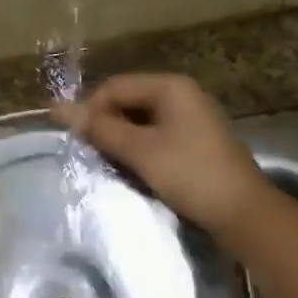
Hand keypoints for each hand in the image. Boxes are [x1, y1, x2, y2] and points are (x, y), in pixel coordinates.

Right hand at [53, 74, 269, 235]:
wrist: (241, 212)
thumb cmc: (189, 174)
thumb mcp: (139, 150)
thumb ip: (99, 128)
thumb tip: (57, 108)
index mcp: (171, 87)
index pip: (115, 86)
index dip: (89, 108)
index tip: (72, 138)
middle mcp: (182, 95)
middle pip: (128, 101)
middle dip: (105, 124)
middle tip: (86, 152)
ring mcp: (191, 119)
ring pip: (141, 121)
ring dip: (120, 139)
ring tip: (105, 162)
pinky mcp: (195, 142)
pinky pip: (156, 136)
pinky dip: (138, 149)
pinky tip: (130, 169)